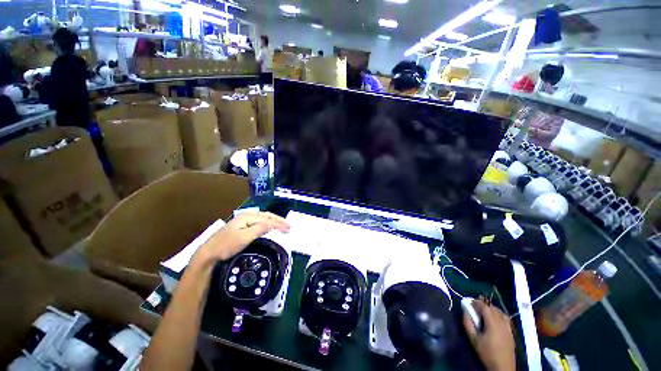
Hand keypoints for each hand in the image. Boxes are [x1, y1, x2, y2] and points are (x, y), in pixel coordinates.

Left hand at [193, 212, 289, 267]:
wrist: (209, 253)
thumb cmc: (227, 245)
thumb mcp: (244, 237)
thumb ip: (260, 228)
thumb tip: (274, 223)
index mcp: (248, 217)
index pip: (268, 218)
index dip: (279, 223)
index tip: (288, 228)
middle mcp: (247, 216)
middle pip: (266, 216)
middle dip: (278, 221)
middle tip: (288, 226)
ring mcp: (243, 221)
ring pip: (263, 219)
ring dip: (273, 222)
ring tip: (282, 226)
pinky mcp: (241, 226)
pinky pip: (259, 223)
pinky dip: (267, 224)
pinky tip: (270, 227)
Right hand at [463, 298, 515, 370]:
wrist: (502, 366)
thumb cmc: (486, 352)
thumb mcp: (473, 339)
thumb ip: (467, 323)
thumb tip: (465, 310)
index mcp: (493, 323)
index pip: (485, 307)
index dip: (477, 302)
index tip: (469, 303)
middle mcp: (502, 323)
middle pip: (493, 308)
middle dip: (483, 305)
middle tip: (475, 307)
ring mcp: (508, 327)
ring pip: (500, 312)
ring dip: (491, 309)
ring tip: (484, 311)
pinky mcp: (511, 332)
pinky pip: (506, 318)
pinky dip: (499, 314)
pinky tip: (494, 318)